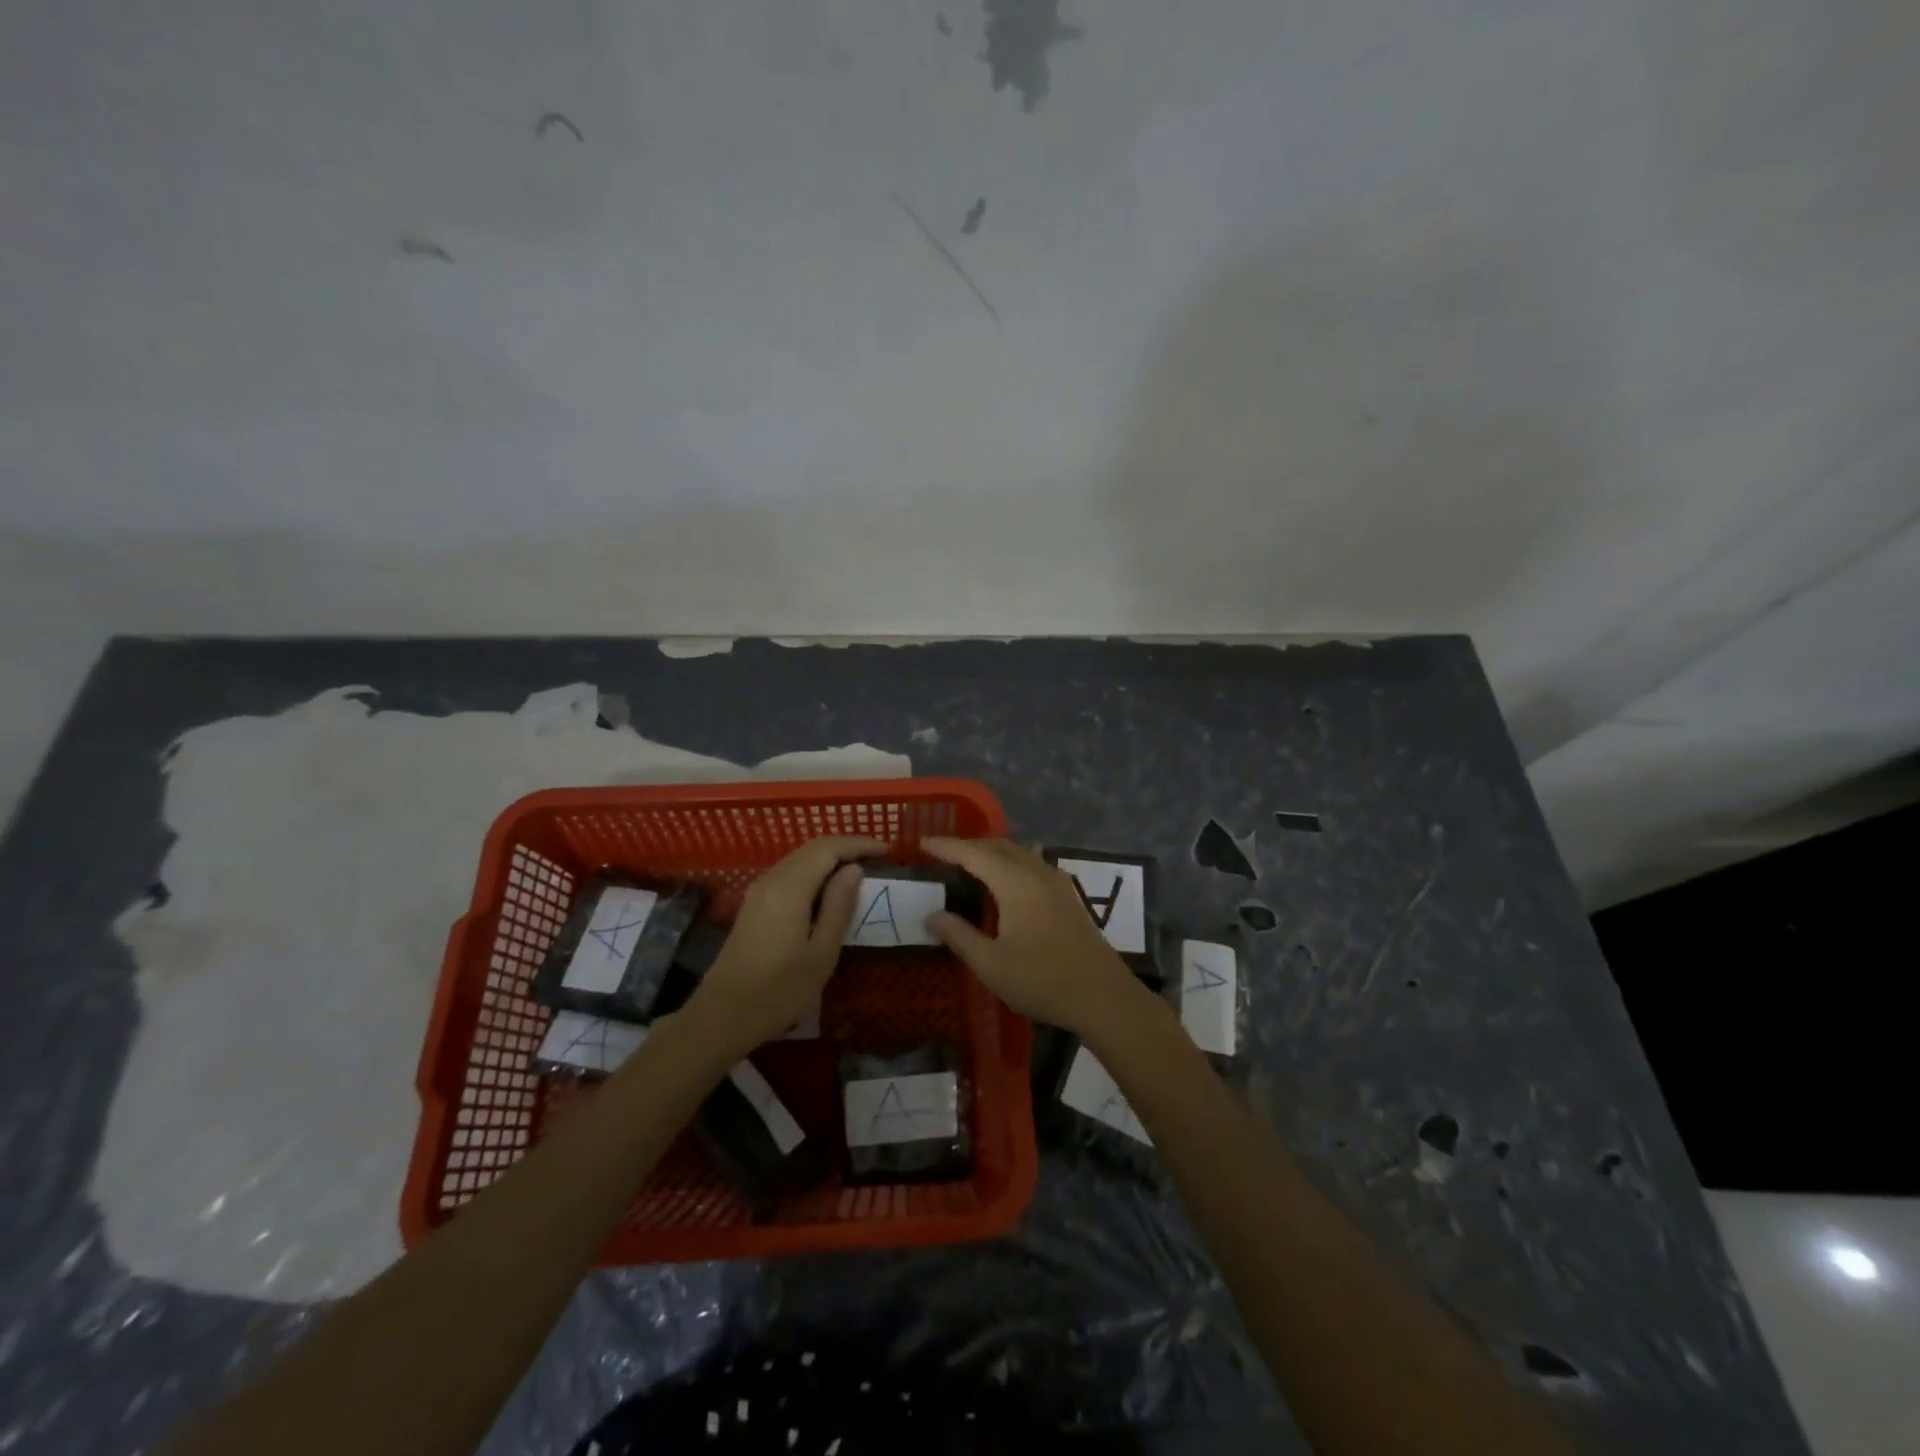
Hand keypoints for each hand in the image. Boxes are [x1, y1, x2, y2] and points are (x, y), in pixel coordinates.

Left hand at [681, 835, 885, 1055]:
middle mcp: (772, 879)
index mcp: (791, 887)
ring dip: (830, 859)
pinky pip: (789, 874)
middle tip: (877, 858)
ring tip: (858, 872)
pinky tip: (828, 891)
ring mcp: (759, 891)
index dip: (859, 844)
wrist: (722, 1016)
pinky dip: (814, 872)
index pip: (829, 848)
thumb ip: (839, 906)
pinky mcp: (753, 905)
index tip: (887, 851)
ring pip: (799, 859)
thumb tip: (854, 869)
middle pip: (812, 848)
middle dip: (846, 847)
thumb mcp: (821, 952)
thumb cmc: (779, 990)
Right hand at [922, 836, 1141, 1035]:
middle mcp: (1036, 872)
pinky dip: (1011, 862)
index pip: (973, 853)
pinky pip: (1033, 863)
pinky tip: (1007, 879)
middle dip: (968, 845)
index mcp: (1015, 883)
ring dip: (992, 851)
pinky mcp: (1068, 895)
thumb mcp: (991, 964)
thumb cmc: (1042, 980)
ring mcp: (1057, 882)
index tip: (922, 843)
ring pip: (1018, 852)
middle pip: (998, 846)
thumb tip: (932, 916)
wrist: (1102, 996)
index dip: (946, 846)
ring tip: (970, 863)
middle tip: (942, 854)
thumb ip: (959, 936)